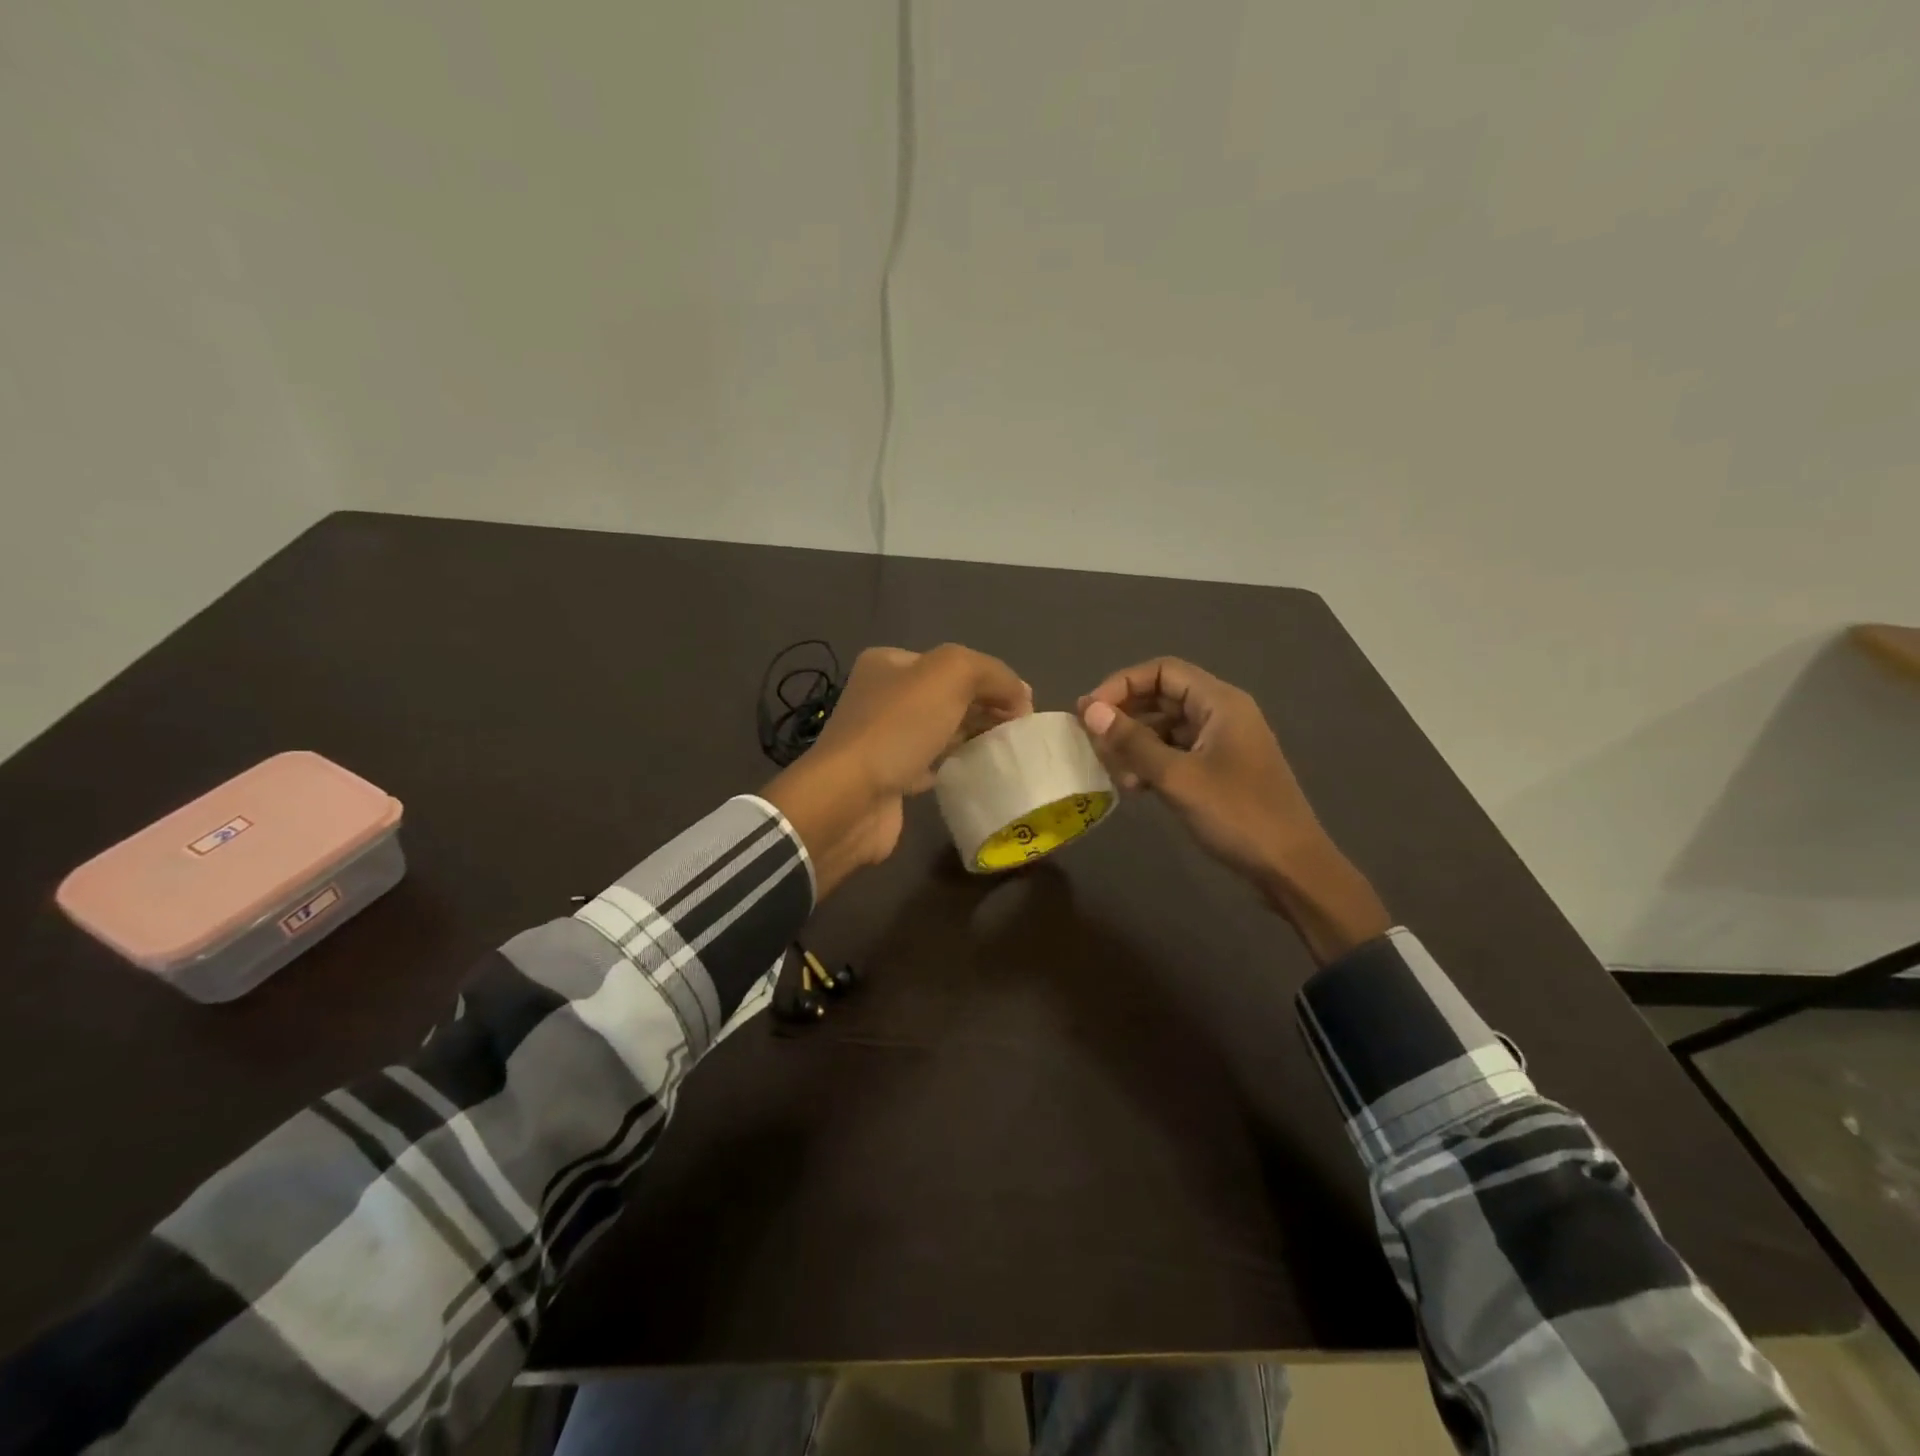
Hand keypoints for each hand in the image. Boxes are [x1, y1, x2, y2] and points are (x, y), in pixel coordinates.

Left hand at [764, 645, 1031, 898]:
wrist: (850, 798)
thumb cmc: (898, 727)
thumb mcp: (951, 674)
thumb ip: (991, 673)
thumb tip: (1019, 694)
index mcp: (889, 663)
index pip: (953, 662)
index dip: (992, 679)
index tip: (1023, 706)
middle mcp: (882, 696)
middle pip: (948, 695)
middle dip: (985, 707)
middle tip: (1018, 729)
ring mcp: (883, 739)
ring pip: (941, 730)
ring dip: (973, 735)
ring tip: (1006, 748)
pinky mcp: (890, 778)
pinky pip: (931, 764)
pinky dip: (955, 764)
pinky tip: (976, 770)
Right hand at [1078, 658, 1388, 962]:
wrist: (1290, 867)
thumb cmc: (1237, 815)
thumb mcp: (1177, 777)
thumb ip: (1132, 741)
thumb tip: (1089, 710)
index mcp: (1220, 702)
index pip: (1162, 671)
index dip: (1121, 684)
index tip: (1089, 711)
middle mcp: (1222, 714)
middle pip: (1162, 696)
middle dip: (1125, 715)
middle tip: (1092, 741)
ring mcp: (1222, 743)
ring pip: (1166, 727)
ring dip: (1135, 744)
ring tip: (1113, 772)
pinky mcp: (1219, 770)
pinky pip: (1176, 752)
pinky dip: (1151, 762)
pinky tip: (1133, 786)